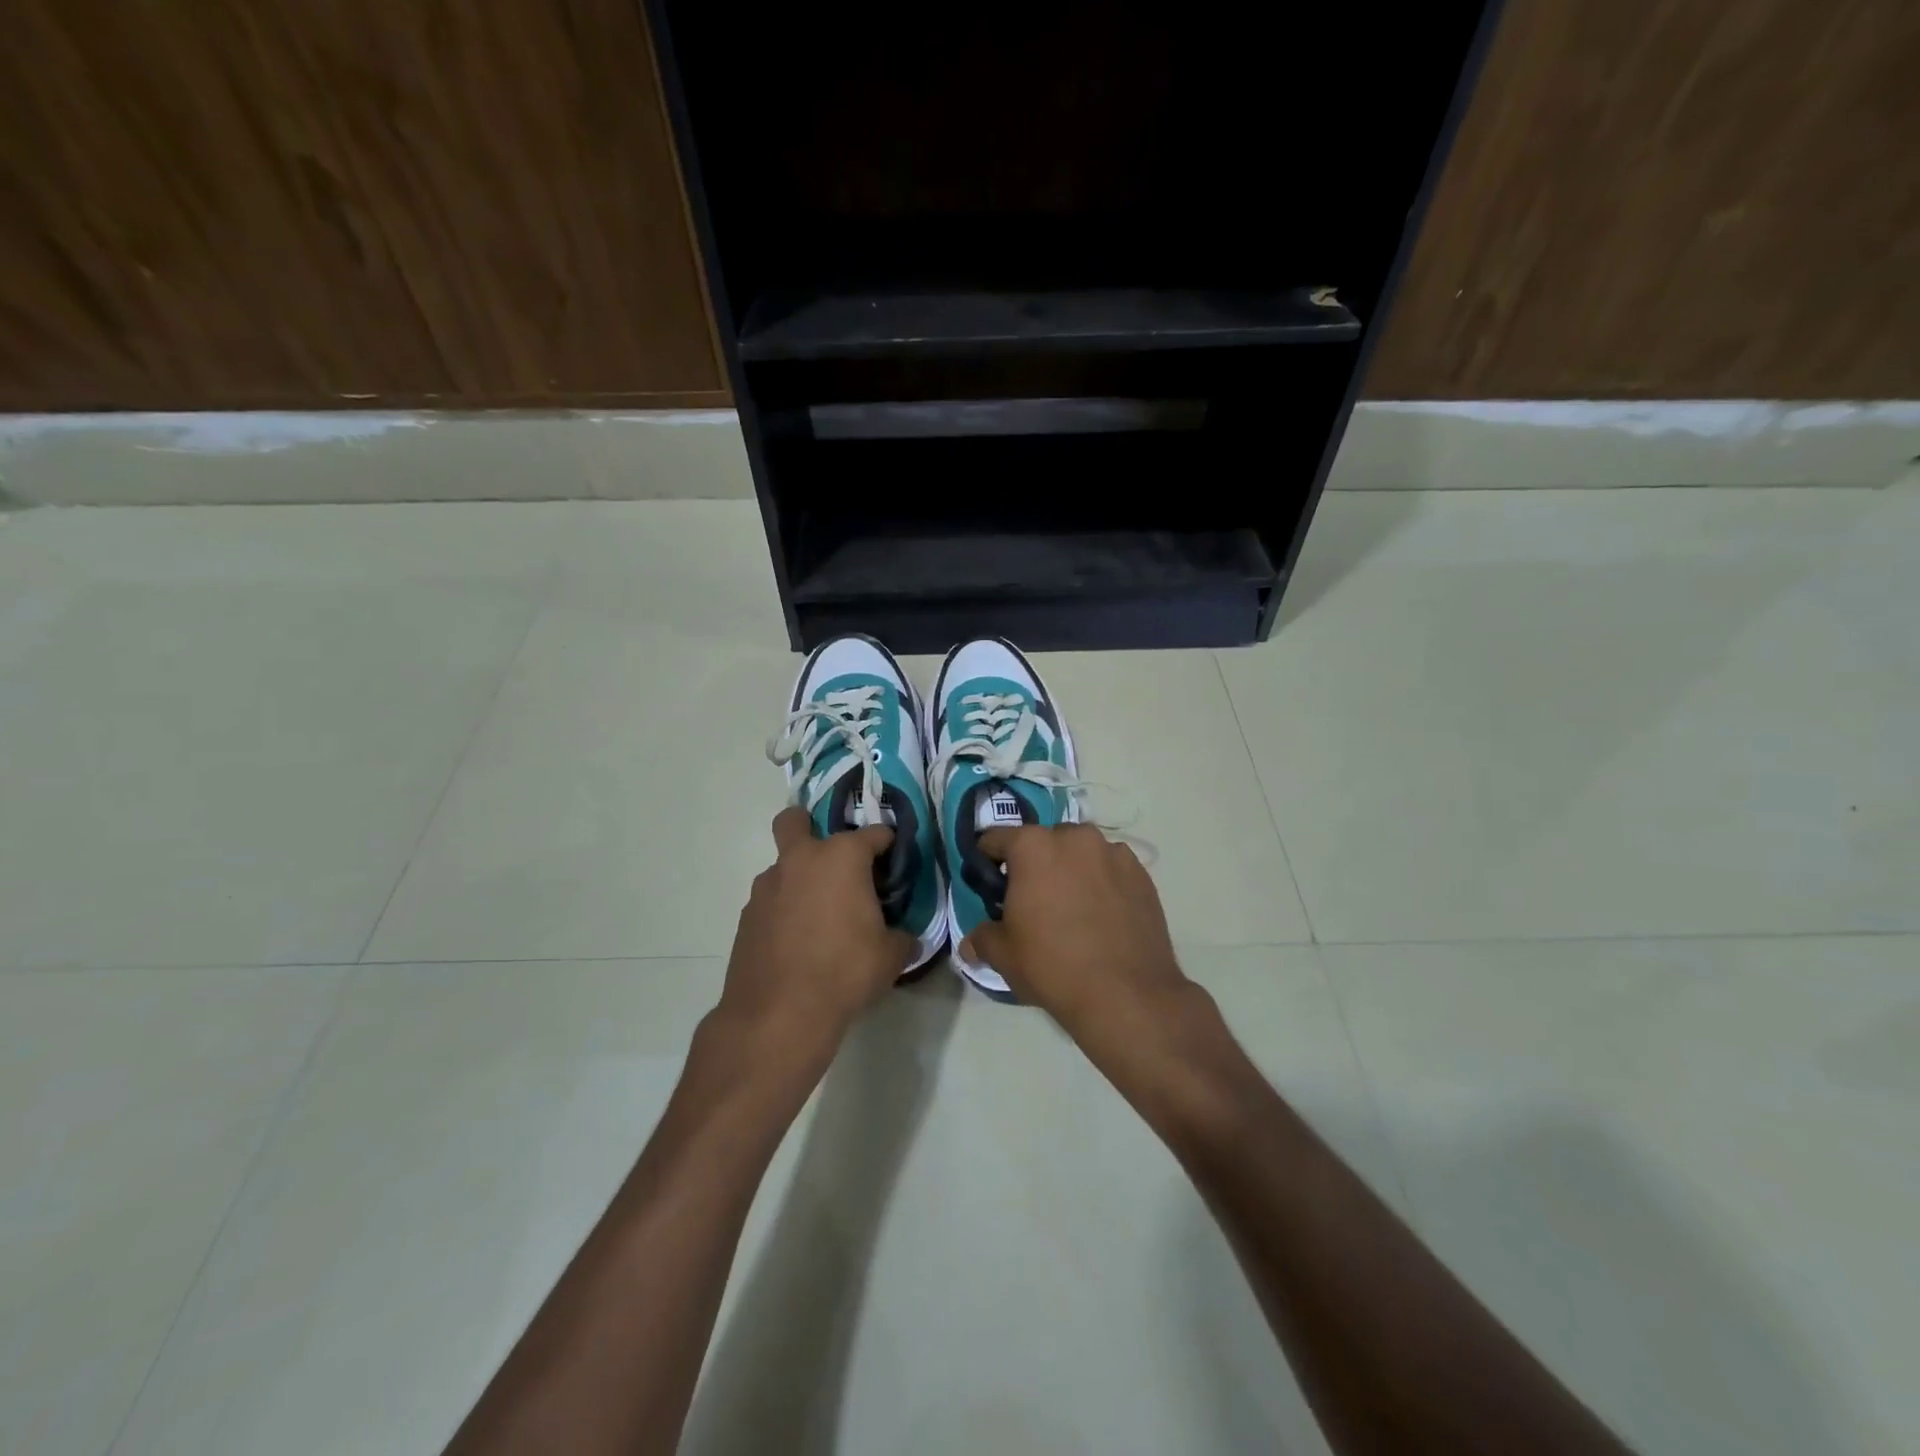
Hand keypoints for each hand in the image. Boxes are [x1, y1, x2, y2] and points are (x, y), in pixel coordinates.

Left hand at [717, 807, 917, 1065]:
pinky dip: (784, 909)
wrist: (779, 1013)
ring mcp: (767, 886)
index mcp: (842, 857)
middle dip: (809, 825)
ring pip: (782, 865)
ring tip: (818, 914)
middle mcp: (801, 860)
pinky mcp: (747, 915)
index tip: (894, 861)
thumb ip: (901, 936)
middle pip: (795, 820)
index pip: (874, 833)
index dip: (888, 844)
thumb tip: (903, 936)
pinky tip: (797, 940)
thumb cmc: (844, 972)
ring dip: (799, 878)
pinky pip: (771, 900)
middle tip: (832, 859)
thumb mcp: (891, 955)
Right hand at [958, 824, 1194, 1049]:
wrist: (1126, 994)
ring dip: (1072, 870)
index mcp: (1033, 846)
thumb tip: (971, 943)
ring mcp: (1113, 852)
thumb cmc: (1053, 966)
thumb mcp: (1003, 955)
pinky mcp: (1142, 873)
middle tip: (1034, 901)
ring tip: (1074, 909)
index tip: (990, 886)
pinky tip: (1103, 916)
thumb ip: (982, 938)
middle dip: (1035, 865)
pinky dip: (1103, 883)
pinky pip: (1111, 869)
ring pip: (1081, 853)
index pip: (996, 839)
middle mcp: (1074, 837)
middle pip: (1044, 842)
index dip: (987, 861)